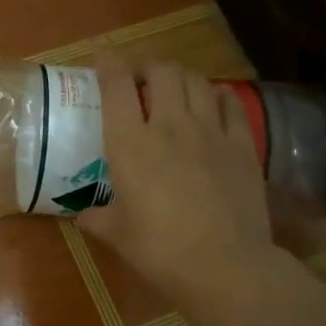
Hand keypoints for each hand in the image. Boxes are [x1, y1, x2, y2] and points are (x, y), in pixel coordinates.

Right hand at [82, 55, 285, 308]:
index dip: (108, 64)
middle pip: (161, 70)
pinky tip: (213, 104)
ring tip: (175, 90)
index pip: (116, 85)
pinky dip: (217, 96)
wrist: (224, 264)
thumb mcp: (116, 234)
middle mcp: (170, 125)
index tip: (102, 61)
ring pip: (196, 80)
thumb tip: (83, 215)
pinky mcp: (242, 144)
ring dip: (181, 78)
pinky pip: (231, 103)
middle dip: (147, 67)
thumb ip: (96, 217)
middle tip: (140, 80)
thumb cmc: (159, 249)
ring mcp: (210, 131)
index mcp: (130, 143)